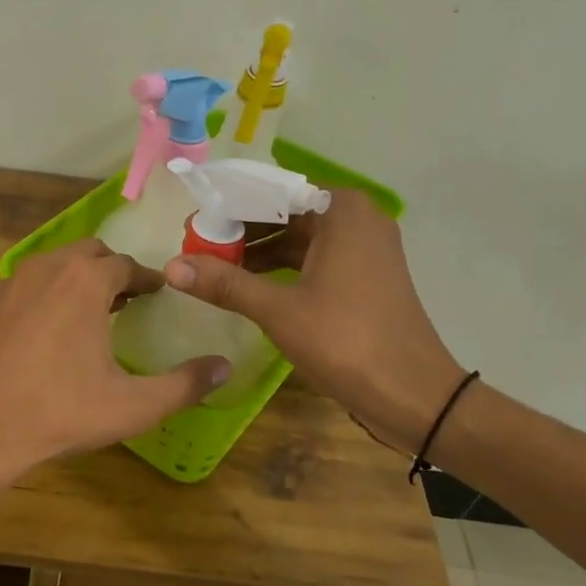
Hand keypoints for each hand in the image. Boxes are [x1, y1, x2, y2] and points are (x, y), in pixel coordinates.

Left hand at [0, 240, 230, 485]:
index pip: (126, 265)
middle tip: (132, 299)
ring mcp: (13, 283)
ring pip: (57, 264)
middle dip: (114, 271)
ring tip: (98, 312)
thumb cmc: (60, 413)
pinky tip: (56, 330)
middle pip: (90, 254)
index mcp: (85, 280)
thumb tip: (226, 368)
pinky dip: (52, 291)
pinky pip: (32, 283)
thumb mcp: (133, 405)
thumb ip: (185, 385)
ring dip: (81, 278)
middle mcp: (48, 268)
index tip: (160, 292)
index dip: (148, 278)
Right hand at [164, 191, 462, 451]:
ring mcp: (364, 247)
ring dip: (258, 250)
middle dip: (241, 229)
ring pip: (298, 237)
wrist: (413, 394)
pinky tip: (248, 284)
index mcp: (341, 210)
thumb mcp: (278, 310)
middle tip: (197, 245)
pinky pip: (313, 258)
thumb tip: (172, 265)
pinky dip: (282, 267)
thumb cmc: (346, 341)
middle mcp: (356, 218)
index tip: (193, 221)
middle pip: (285, 212)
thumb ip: (224, 283)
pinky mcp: (365, 274)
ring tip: (214, 266)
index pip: (271, 191)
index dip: (229, 205)